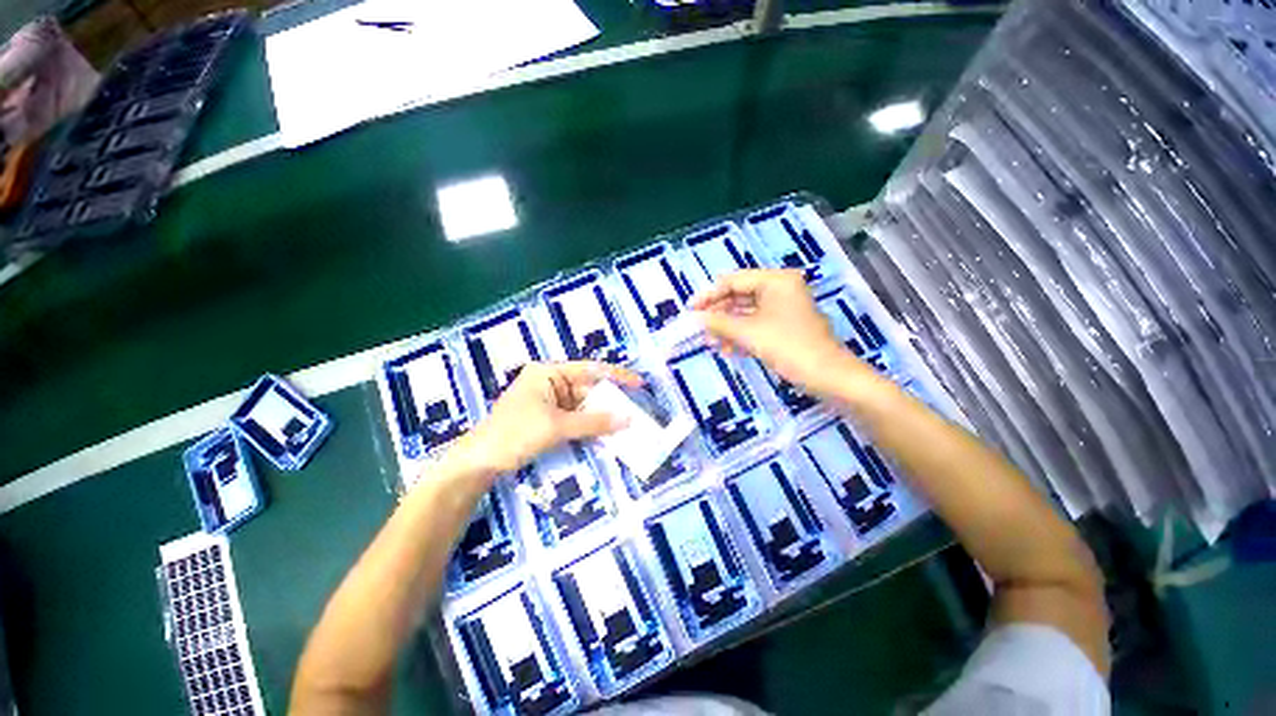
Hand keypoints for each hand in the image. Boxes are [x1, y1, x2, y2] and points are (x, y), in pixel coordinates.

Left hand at [451, 361, 642, 476]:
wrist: (479, 462)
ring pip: (583, 405)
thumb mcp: (557, 426)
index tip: (638, 383)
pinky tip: (605, 433)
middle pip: (587, 388)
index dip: (616, 376)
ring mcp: (548, 401)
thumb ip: (594, 422)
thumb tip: (627, 419)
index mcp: (549, 373)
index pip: (589, 369)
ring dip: (601, 415)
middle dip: (610, 400)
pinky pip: (575, 418)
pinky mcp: (547, 419)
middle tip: (635, 410)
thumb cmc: (515, 434)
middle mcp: (550, 382)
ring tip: (626, 423)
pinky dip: (589, 425)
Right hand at [691, 269, 860, 397]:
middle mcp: (780, 289)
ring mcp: (784, 308)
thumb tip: (695, 317)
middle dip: (719, 314)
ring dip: (728, 327)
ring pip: (746, 313)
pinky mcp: (785, 325)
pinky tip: (728, 349)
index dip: (709, 296)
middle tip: (699, 329)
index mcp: (775, 280)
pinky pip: (757, 324)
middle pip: (739, 296)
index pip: (733, 281)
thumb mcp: (748, 333)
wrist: (827, 376)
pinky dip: (742, 335)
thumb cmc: (788, 347)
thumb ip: (719, 322)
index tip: (690, 310)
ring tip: (711, 343)